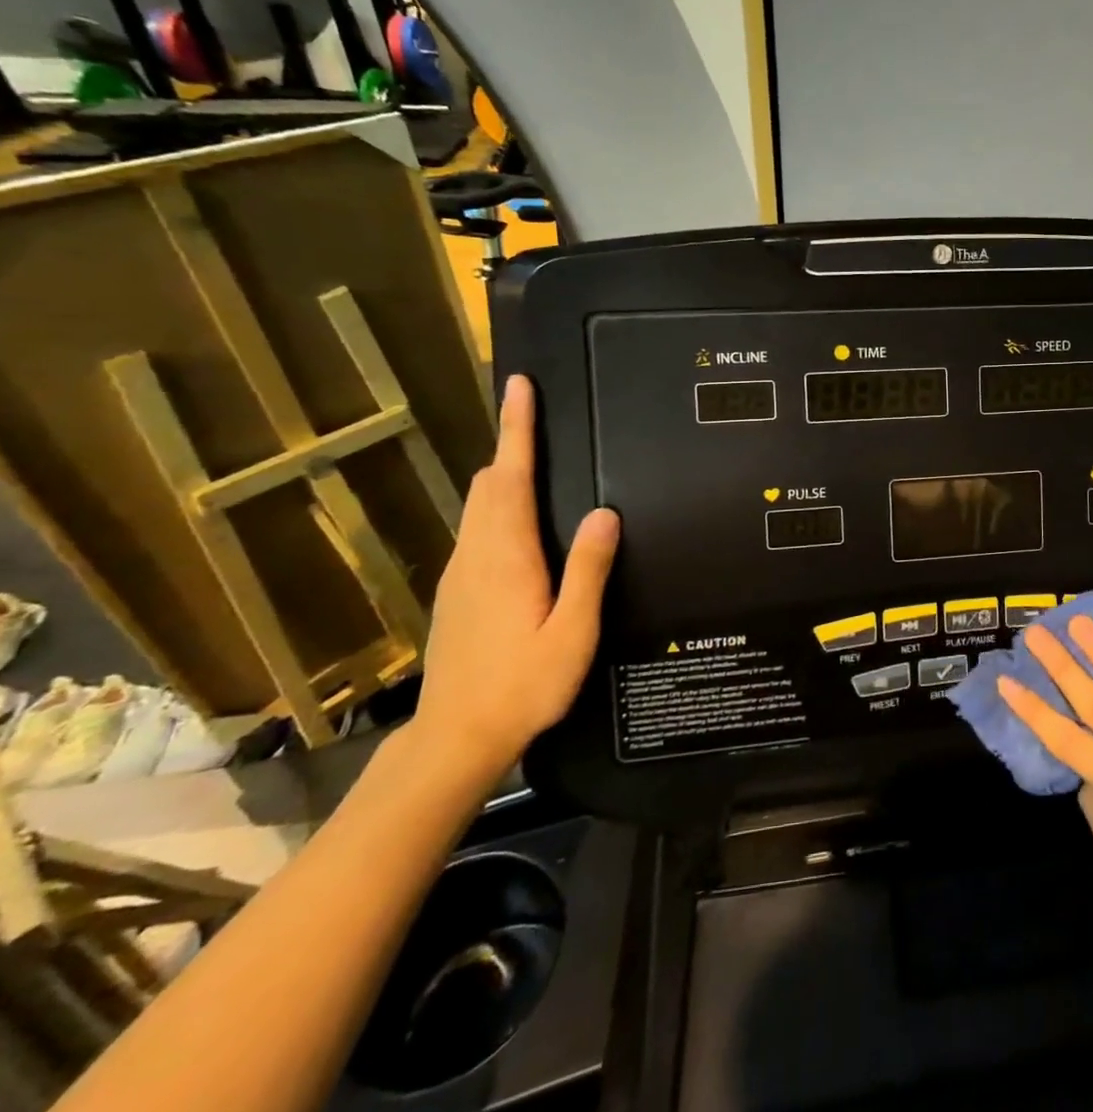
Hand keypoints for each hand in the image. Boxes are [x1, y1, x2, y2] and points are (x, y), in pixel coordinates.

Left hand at [410, 374, 619, 785]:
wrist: (455, 739)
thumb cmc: (523, 686)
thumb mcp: (573, 631)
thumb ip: (588, 569)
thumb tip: (605, 512)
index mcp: (507, 557)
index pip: (510, 477)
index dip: (517, 429)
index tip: (521, 387)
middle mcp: (476, 555)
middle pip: (489, 484)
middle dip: (510, 444)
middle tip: (536, 415)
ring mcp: (460, 573)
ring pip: (479, 505)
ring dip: (503, 473)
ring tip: (533, 456)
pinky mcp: (456, 591)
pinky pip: (478, 529)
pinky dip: (496, 503)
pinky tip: (518, 519)